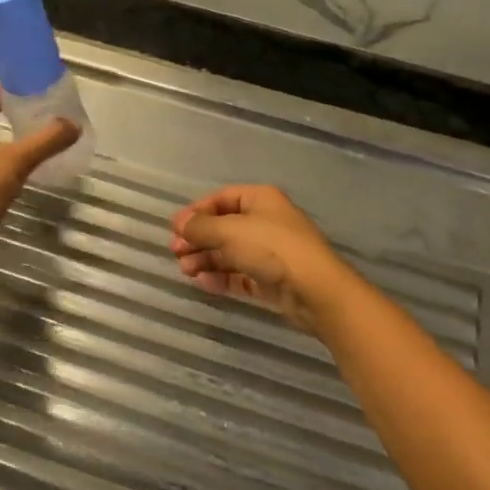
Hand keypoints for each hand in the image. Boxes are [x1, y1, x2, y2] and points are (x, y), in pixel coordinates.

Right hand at [169, 185, 349, 332]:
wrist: (315, 290)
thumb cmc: (271, 248)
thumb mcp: (229, 231)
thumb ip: (201, 227)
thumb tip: (180, 223)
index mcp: (260, 199)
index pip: (221, 198)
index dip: (197, 211)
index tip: (175, 228)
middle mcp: (265, 221)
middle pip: (224, 226)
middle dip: (198, 238)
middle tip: (175, 252)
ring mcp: (269, 251)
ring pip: (230, 251)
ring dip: (206, 259)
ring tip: (185, 270)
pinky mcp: (271, 278)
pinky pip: (240, 274)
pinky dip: (221, 276)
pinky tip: (204, 283)